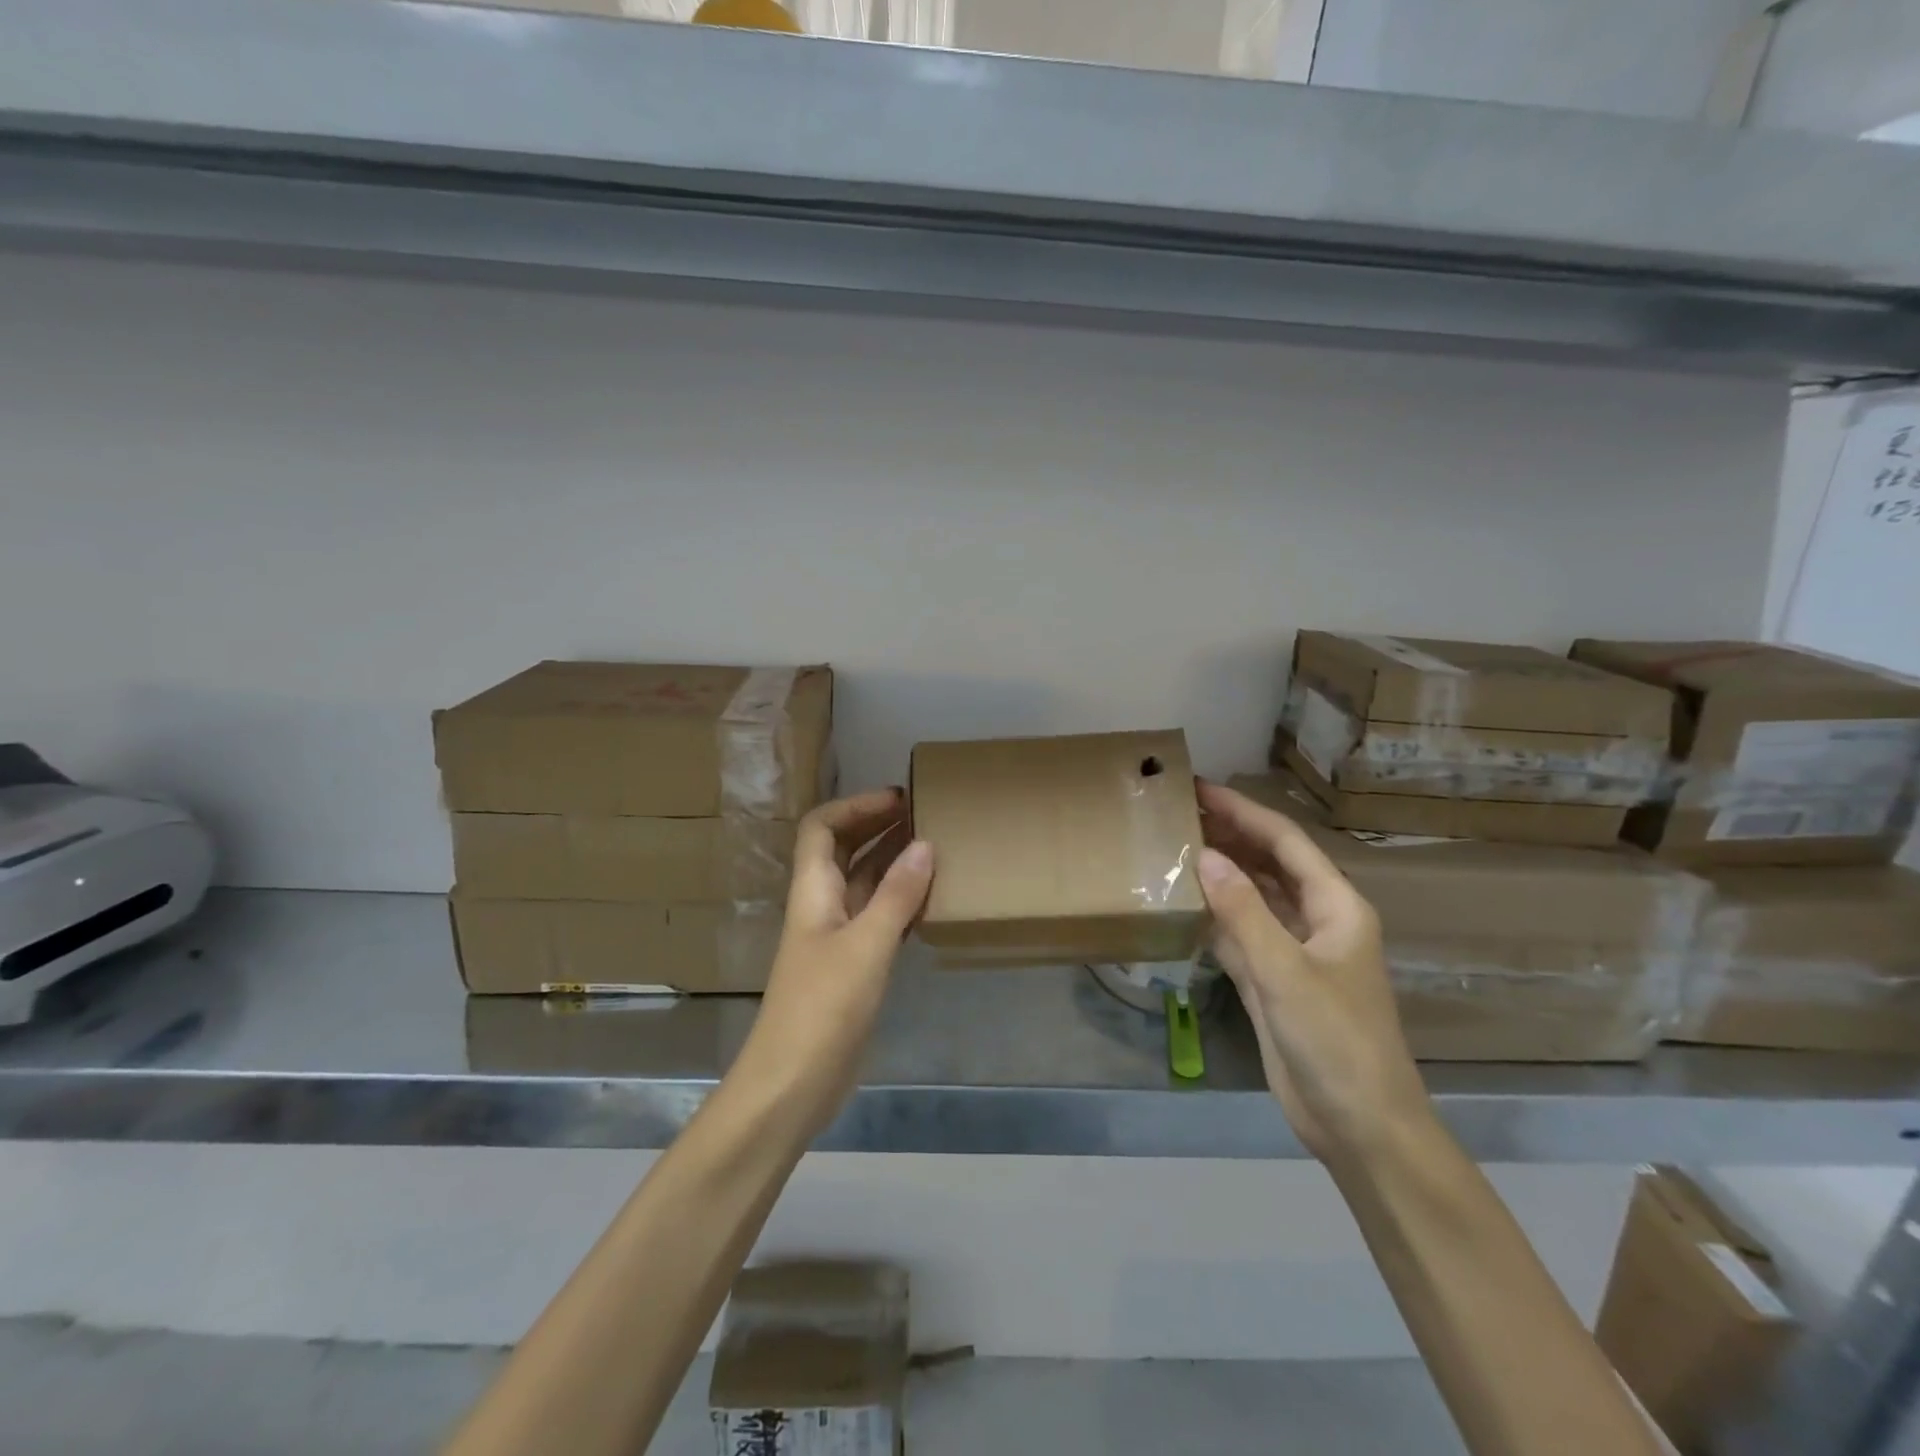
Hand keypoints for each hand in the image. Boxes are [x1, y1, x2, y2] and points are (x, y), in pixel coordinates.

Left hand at [744, 788, 933, 1124]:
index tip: (900, 798)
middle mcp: (822, 906)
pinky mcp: (853, 968)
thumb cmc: (822, 1008)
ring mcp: (837, 938)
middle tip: (926, 814)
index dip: (856, 806)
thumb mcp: (866, 946)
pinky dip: (903, 902)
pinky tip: (933, 899)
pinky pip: (880, 919)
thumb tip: (925, 844)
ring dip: (894, 861)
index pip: (822, 827)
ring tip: (937, 846)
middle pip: (845, 850)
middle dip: (879, 826)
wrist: (792, 1085)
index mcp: (813, 891)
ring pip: (866, 884)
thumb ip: (897, 895)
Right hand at [1194, 780, 1430, 1164]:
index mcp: (1336, 907)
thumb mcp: (1286, 972)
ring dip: (1220, 873)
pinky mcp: (1273, 980)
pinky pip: (1239, 933)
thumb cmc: (1336, 1041)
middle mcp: (1316, 920)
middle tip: (1178, 813)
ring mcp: (1293, 951)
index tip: (1199, 789)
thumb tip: (1204, 856)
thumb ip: (1244, 912)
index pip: (1285, 843)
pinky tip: (1182, 902)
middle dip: (1229, 835)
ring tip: (1174, 847)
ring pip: (1252, 897)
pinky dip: (1213, 915)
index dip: (1243, 812)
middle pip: (1268, 864)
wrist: (1359, 1125)